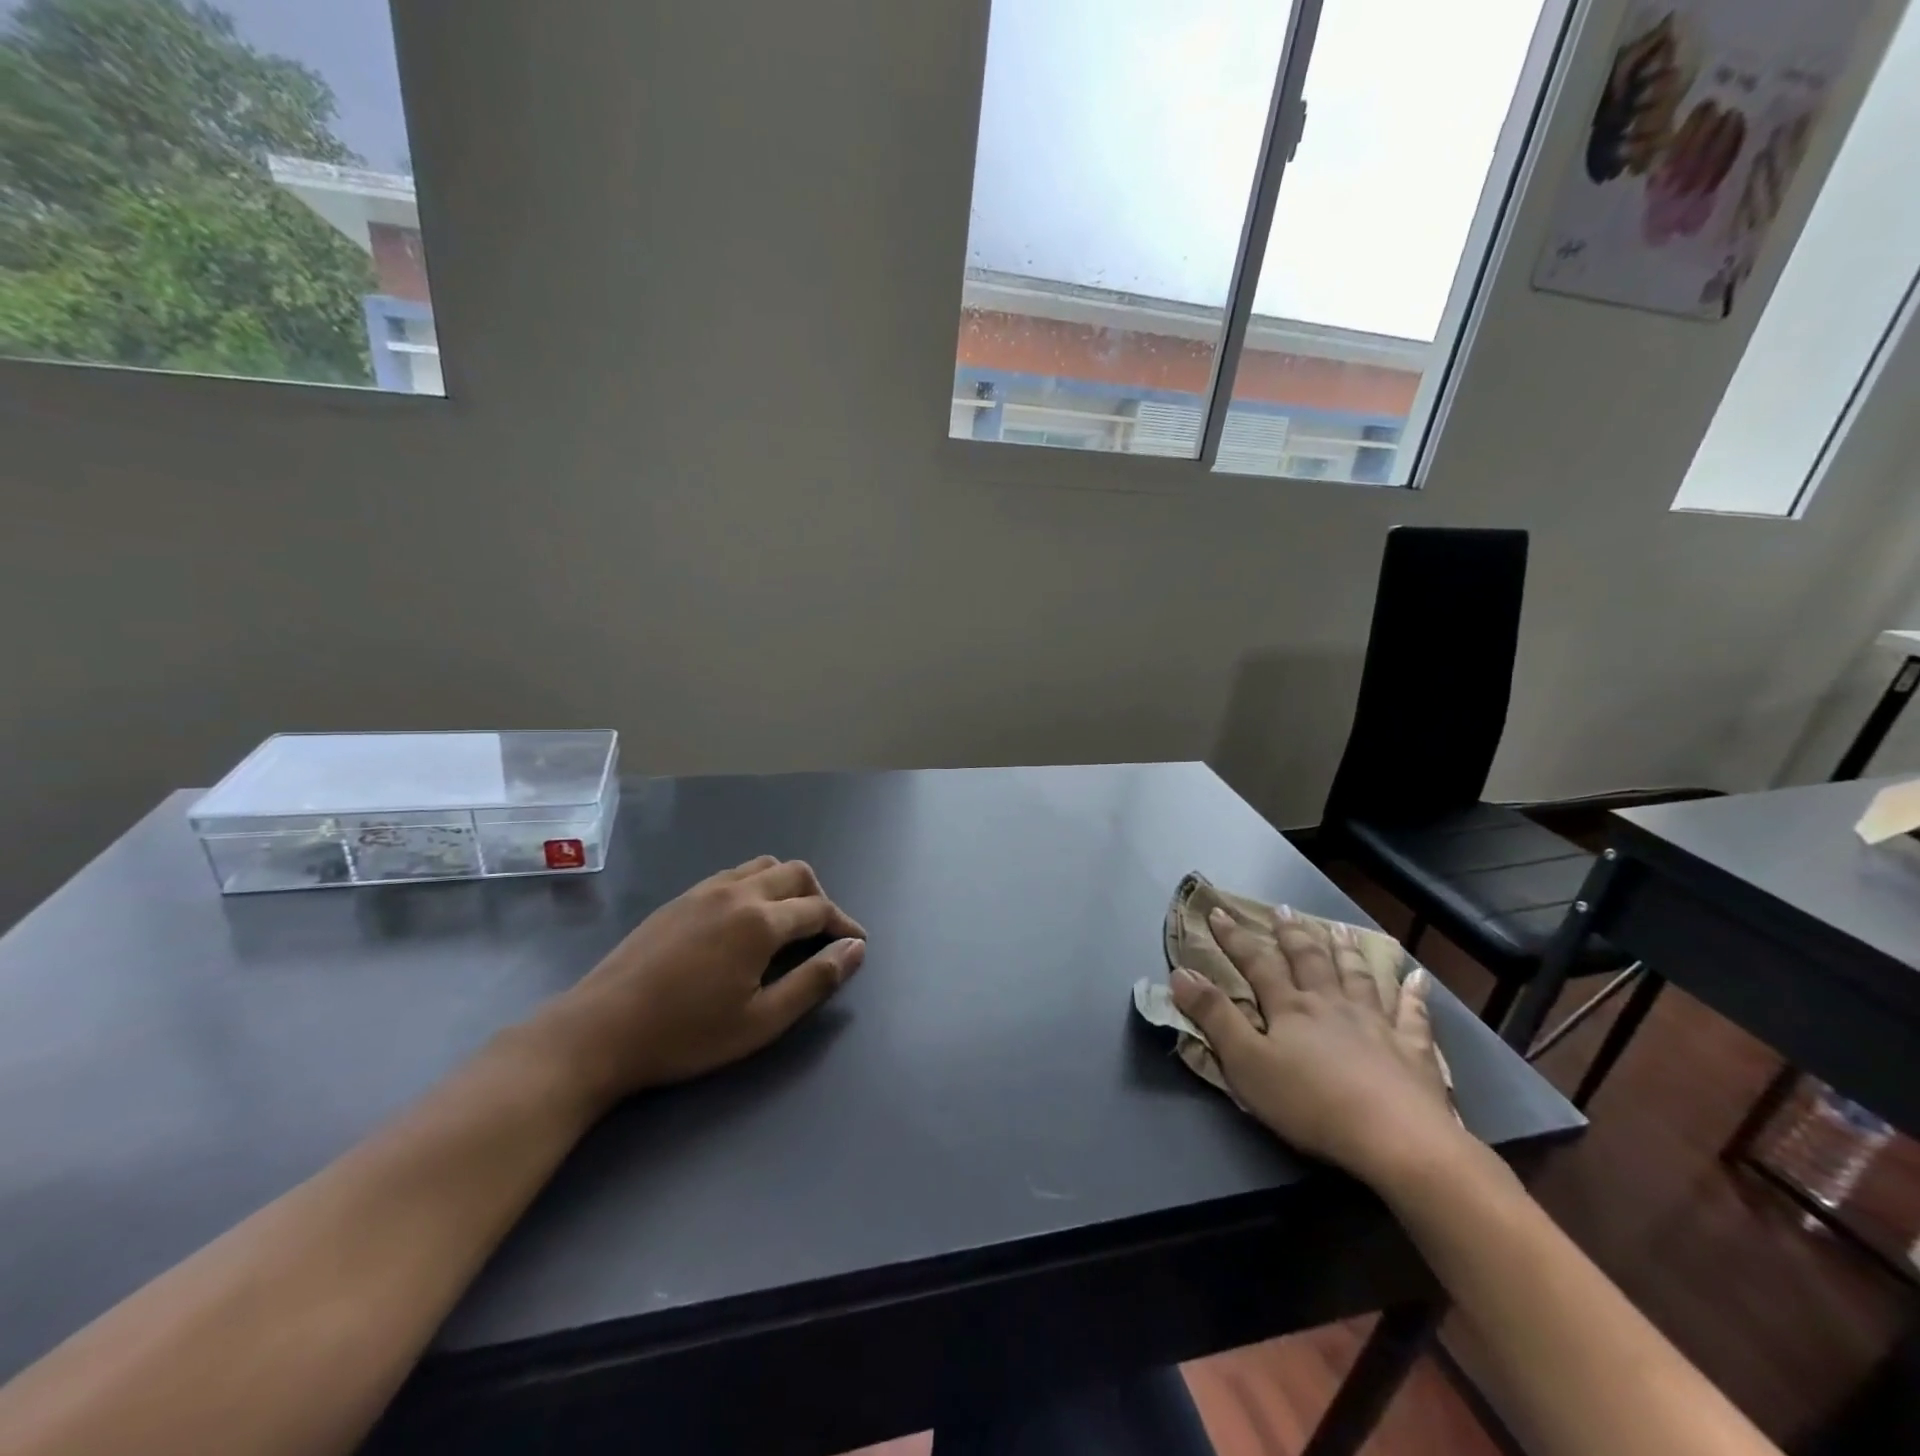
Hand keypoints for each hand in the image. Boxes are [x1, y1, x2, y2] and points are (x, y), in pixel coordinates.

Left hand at [525, 857, 866, 1109]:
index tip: (857, 943)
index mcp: (761, 921)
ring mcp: (704, 890)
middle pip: (795, 873)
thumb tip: (855, 948)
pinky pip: (733, 874)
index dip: (844, 924)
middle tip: (825, 932)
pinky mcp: (680, 898)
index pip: (819, 908)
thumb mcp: (762, 1021)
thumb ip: (815, 981)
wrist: (599, 1031)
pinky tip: (745, 921)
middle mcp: (737, 892)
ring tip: (789, 922)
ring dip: (787, 885)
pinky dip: (756, 885)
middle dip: (820, 897)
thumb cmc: (686, 1034)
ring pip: (763, 866)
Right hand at [1170, 905, 1463, 1187]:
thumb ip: (1214, 1017)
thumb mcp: (1246, 1063)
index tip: (1218, 912)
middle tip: (1284, 910)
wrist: (1395, 1137)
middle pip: (1309, 961)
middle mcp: (1331, 1004)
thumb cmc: (1310, 1103)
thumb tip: (1181, 973)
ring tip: (1340, 929)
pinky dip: (1414, 995)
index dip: (1234, 938)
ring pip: (1358, 977)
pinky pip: (1414, 1015)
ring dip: (1346, 952)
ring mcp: (1376, 1024)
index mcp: (1290, 1008)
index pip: (1257, 964)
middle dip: (1292, 935)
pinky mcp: (1413, 1050)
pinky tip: (1417, 979)